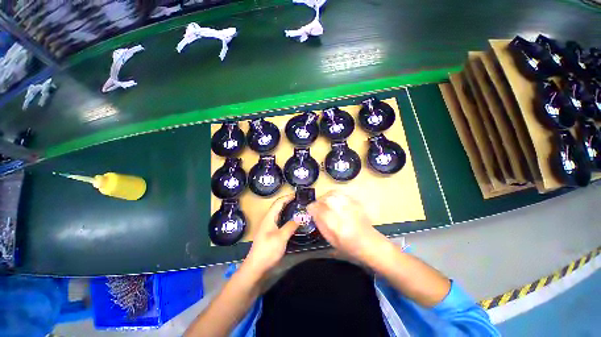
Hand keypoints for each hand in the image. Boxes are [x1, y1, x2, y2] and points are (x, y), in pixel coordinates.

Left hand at [242, 195, 299, 276]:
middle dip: (288, 202)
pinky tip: (291, 222)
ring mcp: (268, 227)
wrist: (255, 268)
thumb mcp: (281, 237)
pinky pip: (279, 221)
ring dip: (287, 209)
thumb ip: (291, 226)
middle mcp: (268, 220)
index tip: (297, 194)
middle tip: (299, 201)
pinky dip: (286, 218)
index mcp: (269, 217)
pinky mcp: (270, 234)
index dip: (287, 197)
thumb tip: (300, 217)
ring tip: (297, 209)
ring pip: (278, 214)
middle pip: (278, 206)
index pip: (278, 202)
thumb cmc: (267, 250)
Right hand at [307, 190, 387, 262]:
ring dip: (326, 196)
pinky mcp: (356, 203)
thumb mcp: (331, 240)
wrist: (371, 243)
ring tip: (324, 202)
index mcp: (337, 227)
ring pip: (334, 194)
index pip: (320, 211)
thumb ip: (321, 224)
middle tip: (317, 206)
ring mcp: (351, 207)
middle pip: (327, 200)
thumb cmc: (349, 247)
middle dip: (319, 201)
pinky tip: (333, 200)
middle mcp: (344, 214)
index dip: (312, 208)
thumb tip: (313, 213)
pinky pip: (341, 193)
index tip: (309, 209)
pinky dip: (334, 194)